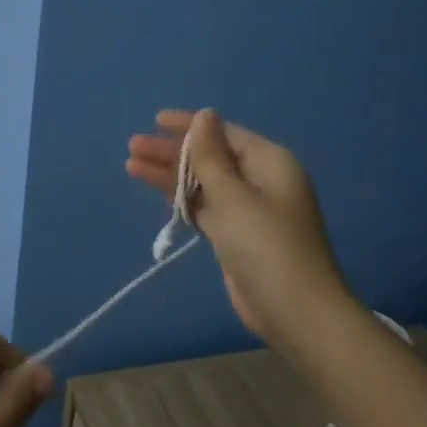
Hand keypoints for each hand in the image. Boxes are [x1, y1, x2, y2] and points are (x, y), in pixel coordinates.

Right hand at [127, 109, 350, 345]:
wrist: (295, 311)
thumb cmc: (265, 245)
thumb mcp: (233, 195)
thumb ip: (211, 156)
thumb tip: (204, 115)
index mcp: (269, 162)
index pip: (223, 133)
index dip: (189, 126)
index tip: (155, 121)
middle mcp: (261, 180)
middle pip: (210, 157)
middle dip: (171, 152)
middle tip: (132, 147)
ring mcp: (249, 210)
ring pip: (203, 183)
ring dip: (170, 175)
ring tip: (131, 166)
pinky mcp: (237, 236)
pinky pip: (205, 207)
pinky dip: (182, 199)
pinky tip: (158, 192)